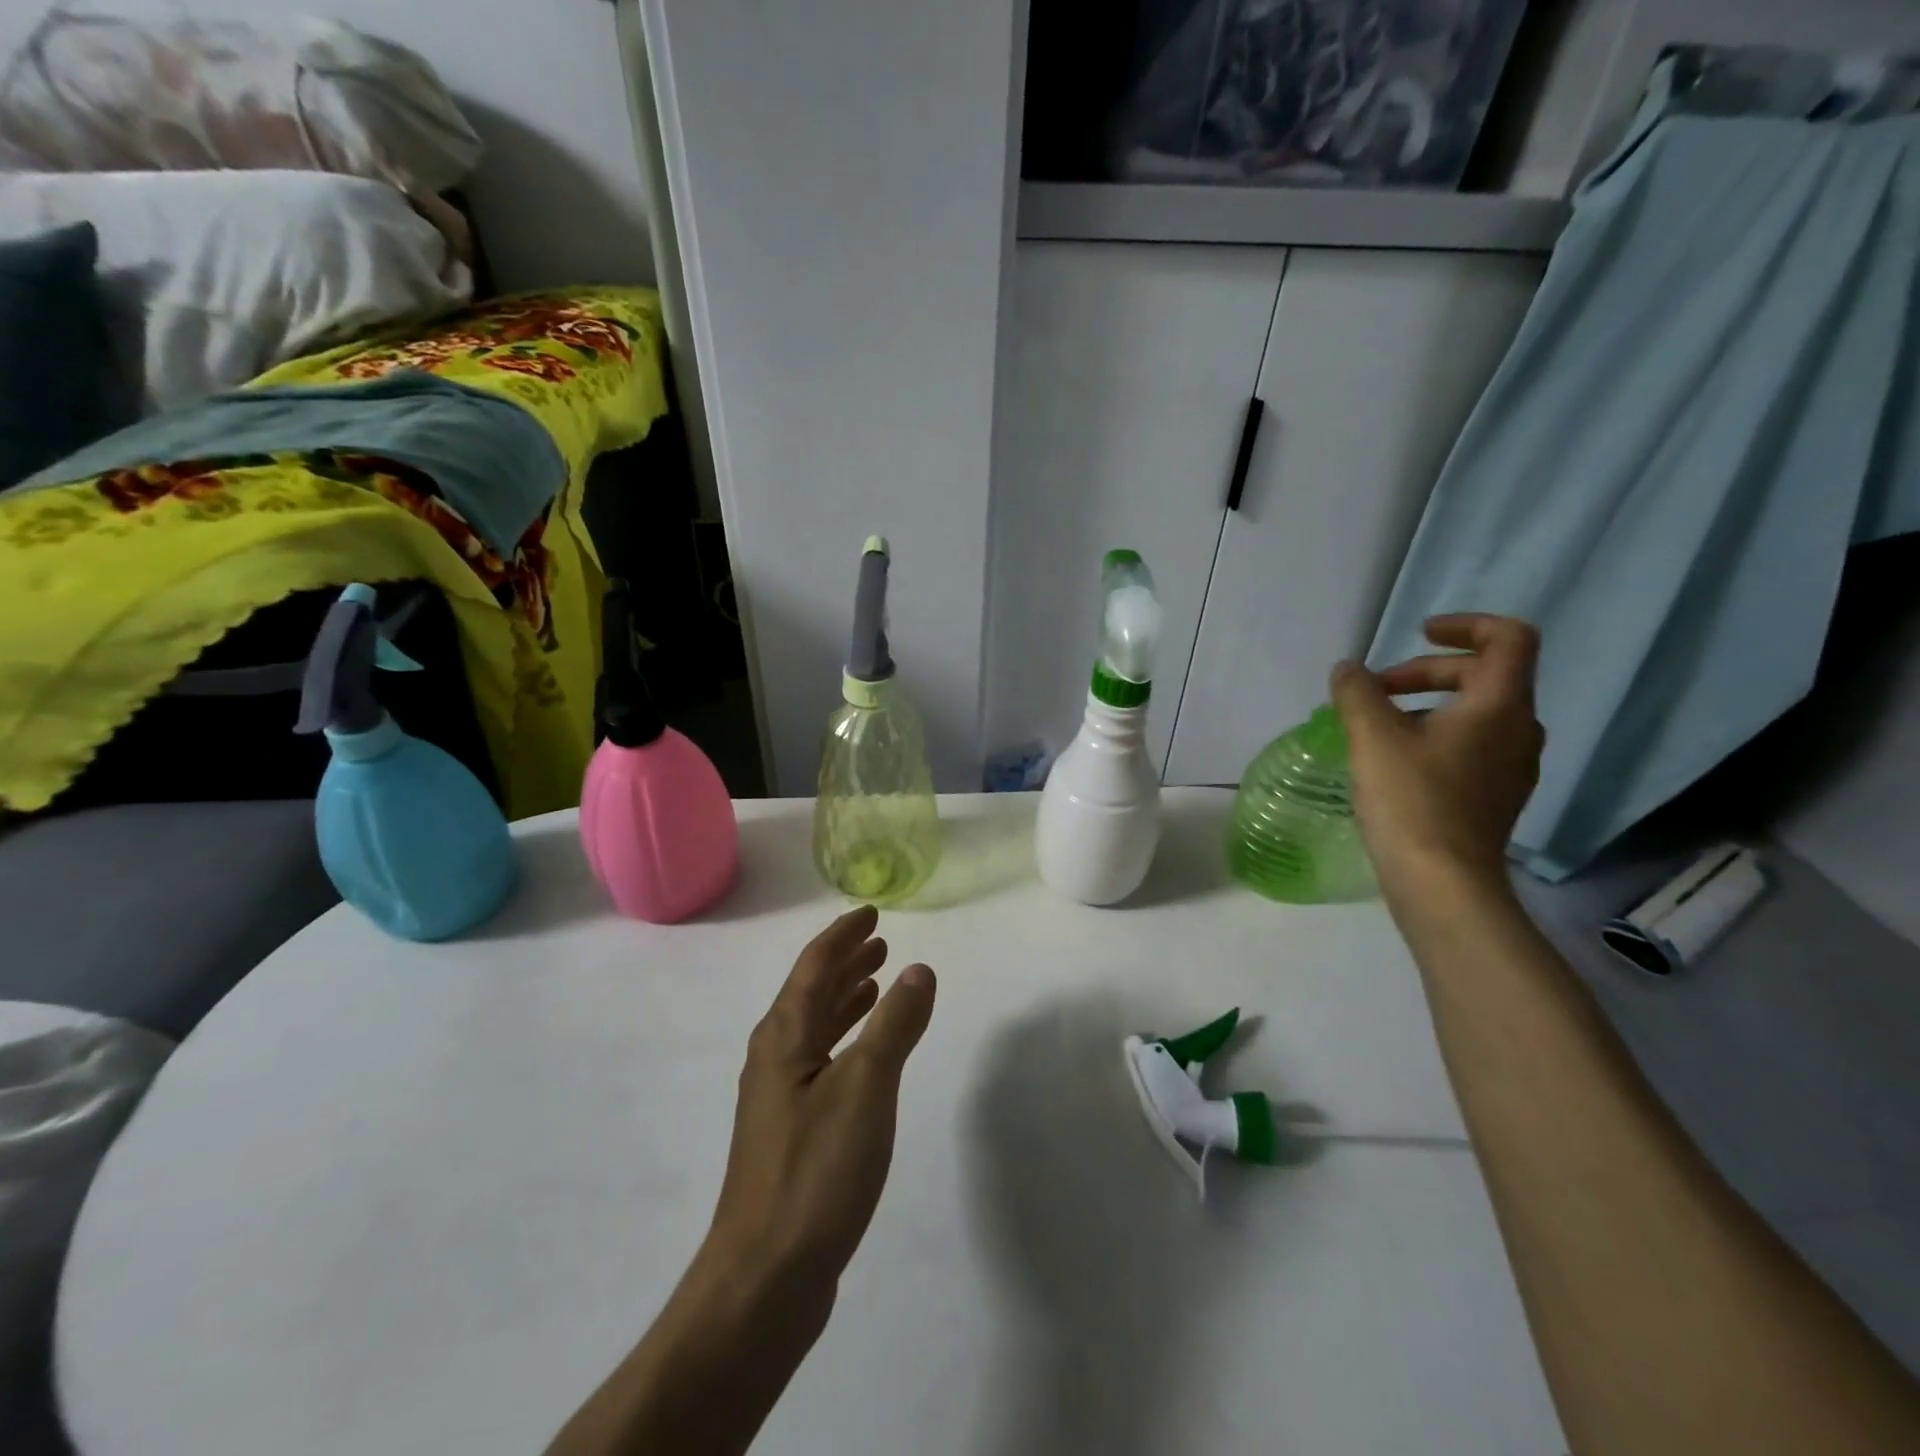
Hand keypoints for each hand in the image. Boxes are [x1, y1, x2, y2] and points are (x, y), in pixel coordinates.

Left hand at [706, 905, 935, 1299]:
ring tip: (878, 981)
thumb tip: (918, 969)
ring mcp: (781, 1097)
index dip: (843, 935)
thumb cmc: (815, 1171)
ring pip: (817, 1028)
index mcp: (784, 1036)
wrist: (764, 1279)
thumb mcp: (865, 1088)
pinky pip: (823, 1060)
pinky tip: (867, 1053)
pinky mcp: (792, 1131)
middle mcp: (776, 1057)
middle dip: (846, 962)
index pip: (815, 965)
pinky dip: (848, 1039)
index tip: (871, 912)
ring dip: (847, 999)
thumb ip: (894, 1024)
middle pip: (812, 992)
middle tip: (881, 941)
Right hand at [1329, 613, 1545, 896]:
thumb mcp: (1372, 737)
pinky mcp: (1496, 796)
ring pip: (1475, 713)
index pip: (1509, 638)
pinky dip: (1435, 735)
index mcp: (1500, 706)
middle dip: (1425, 672)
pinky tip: (1395, 761)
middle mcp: (1519, 730)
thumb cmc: (1411, 800)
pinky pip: (1472, 745)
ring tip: (1377, 727)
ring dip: (1427, 705)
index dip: (1465, 625)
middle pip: (1483, 675)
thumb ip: (1358, 692)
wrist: (1442, 882)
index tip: (1417, 635)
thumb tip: (1348, 670)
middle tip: (1374, 691)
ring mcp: (1512, 767)